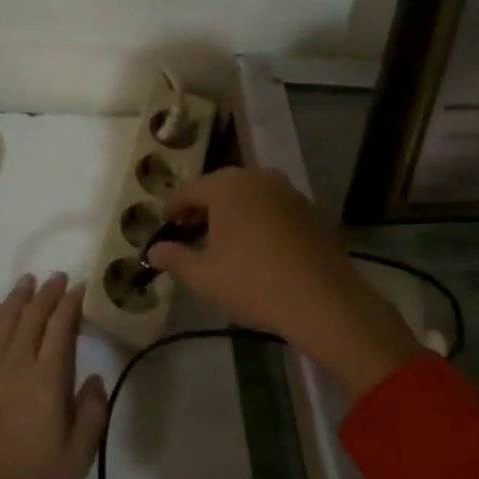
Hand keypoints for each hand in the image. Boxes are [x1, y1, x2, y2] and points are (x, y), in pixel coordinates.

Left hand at [0, 273, 107, 478]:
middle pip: (32, 314)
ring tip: (28, 282)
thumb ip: (93, 413)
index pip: (61, 325)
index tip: (80, 288)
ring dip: (17, 297)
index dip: (71, 302)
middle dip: (47, 292)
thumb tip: (95, 379)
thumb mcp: (78, 457)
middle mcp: (16, 362)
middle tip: (58, 278)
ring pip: (3, 319)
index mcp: (47, 377)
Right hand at [148, 168, 425, 400]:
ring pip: (248, 197)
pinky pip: (273, 209)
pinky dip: (259, 222)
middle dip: (201, 210)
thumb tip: (153, 250)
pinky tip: (258, 250)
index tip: (163, 228)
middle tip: (189, 236)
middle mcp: (257, 177)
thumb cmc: (253, 283)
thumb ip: (174, 258)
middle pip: (218, 189)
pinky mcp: (311, 210)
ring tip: (223, 244)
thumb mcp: (203, 276)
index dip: (170, 209)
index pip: (186, 190)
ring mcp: (288, 191)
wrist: (324, 301)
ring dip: (232, 215)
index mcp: (225, 185)